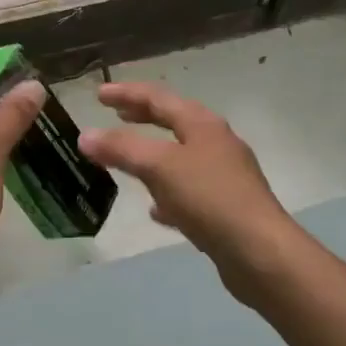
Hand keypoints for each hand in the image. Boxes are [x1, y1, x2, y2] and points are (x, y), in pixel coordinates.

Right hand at [79, 81, 301, 306]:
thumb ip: (121, 148)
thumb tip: (85, 135)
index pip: (158, 98)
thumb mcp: (159, 167)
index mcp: (202, 124)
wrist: (260, 252)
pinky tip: (156, 210)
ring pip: (180, 157)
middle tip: (115, 115)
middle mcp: (216, 144)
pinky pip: (188, 192)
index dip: (127, 93)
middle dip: (142, 118)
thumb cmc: (209, 198)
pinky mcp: (225, 208)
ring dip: (153, 154)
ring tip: (128, 160)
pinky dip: (167, 192)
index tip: (99, 94)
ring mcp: (223, 176)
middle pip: (173, 122)